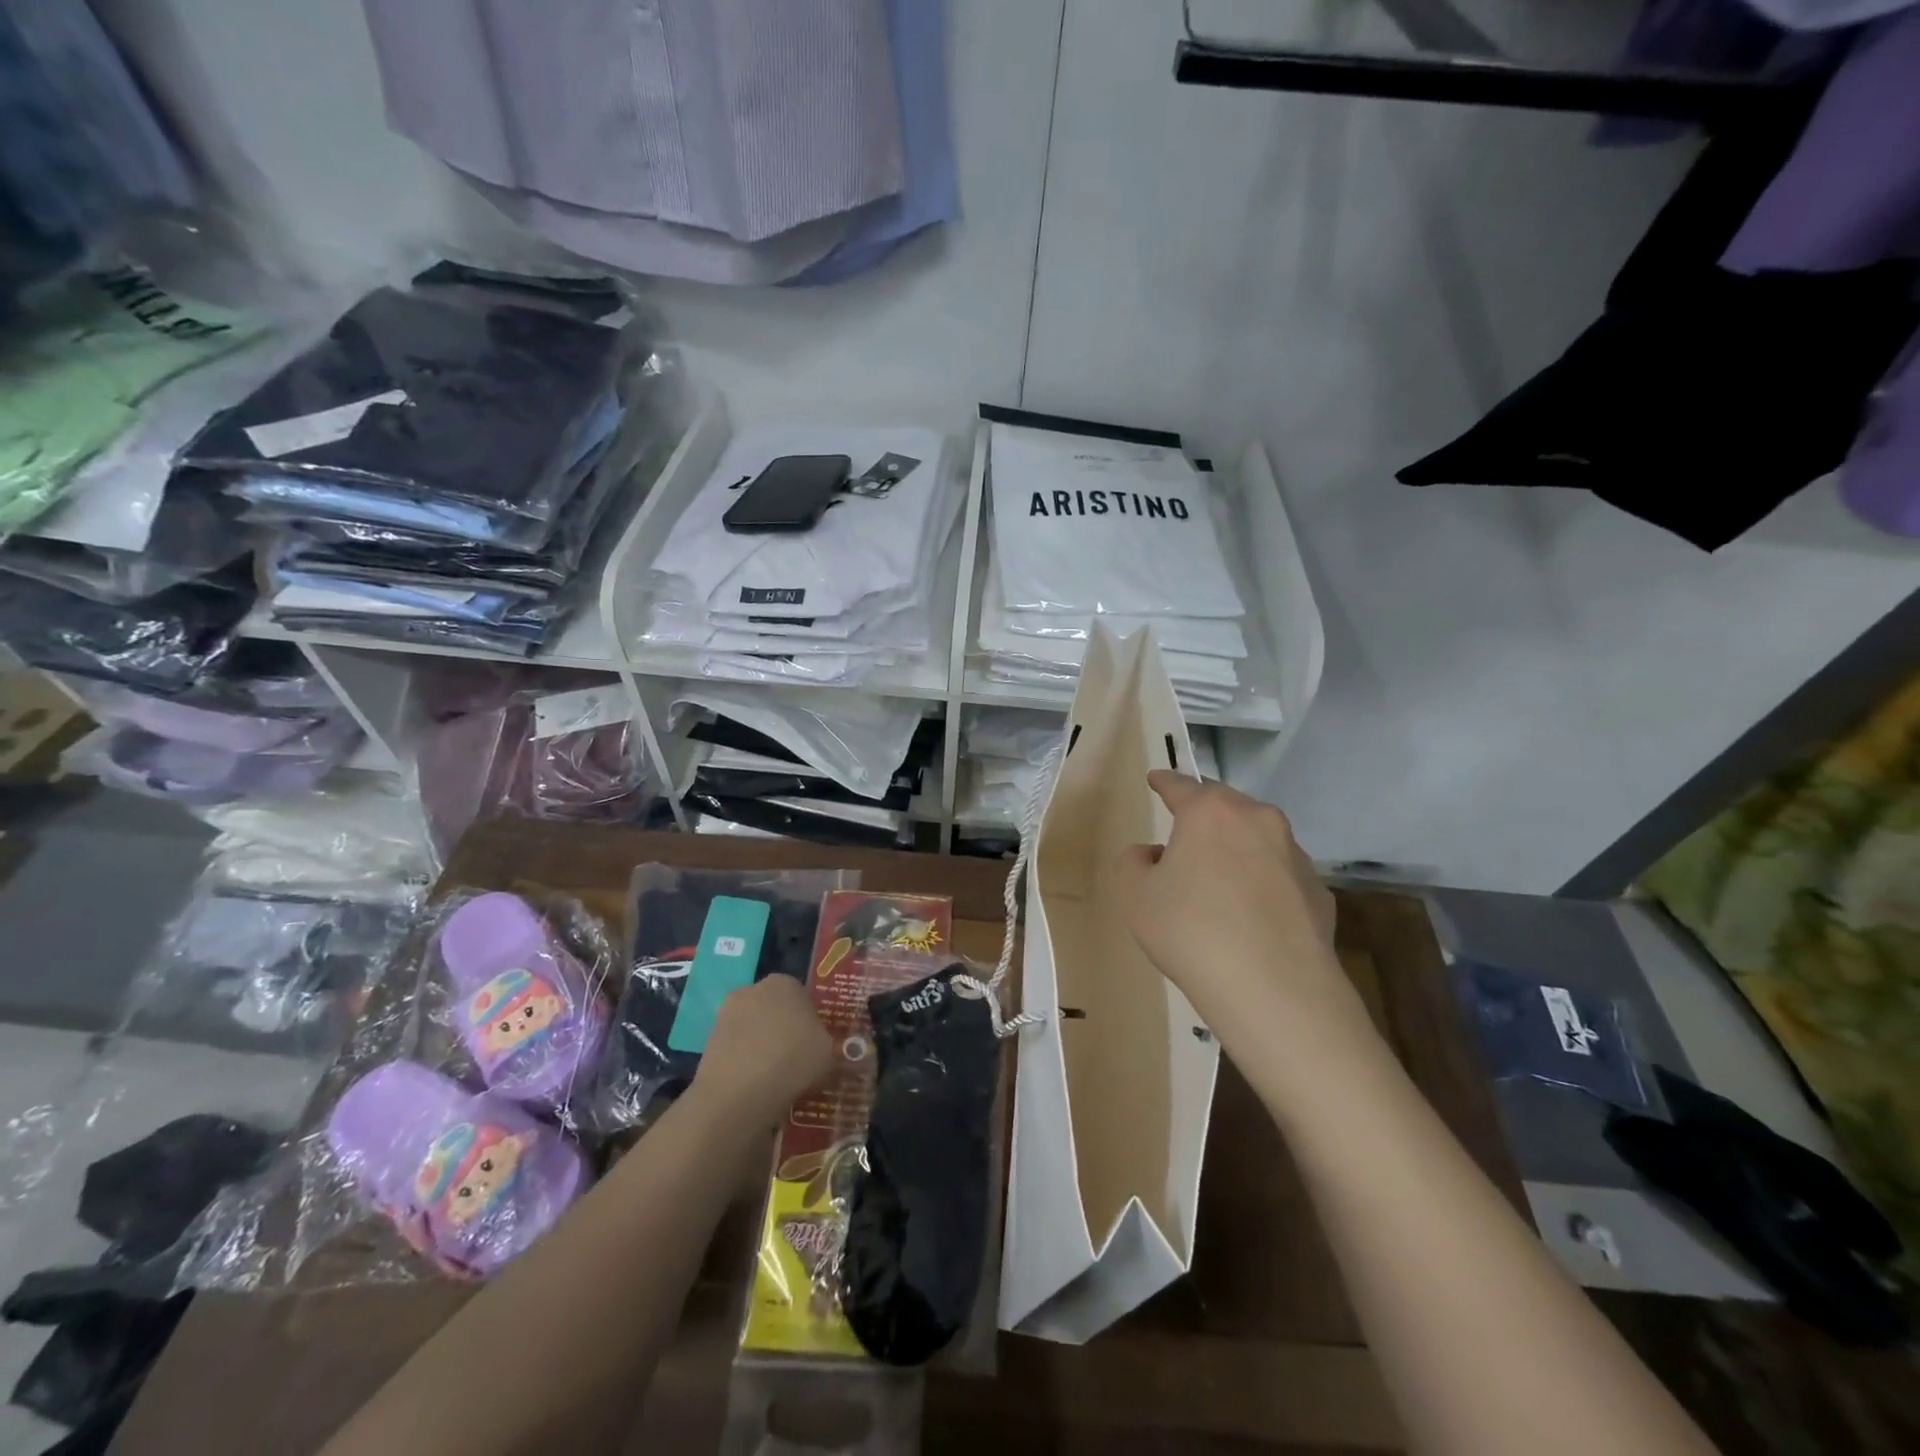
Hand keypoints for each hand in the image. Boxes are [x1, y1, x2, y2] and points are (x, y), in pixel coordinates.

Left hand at [691, 975, 833, 1122]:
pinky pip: (737, 1049)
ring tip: (775, 1076)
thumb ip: (824, 1040)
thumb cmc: (792, 1060)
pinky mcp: (708, 1041)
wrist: (739, 1092)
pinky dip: (745, 1062)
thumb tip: (818, 1045)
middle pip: (774, 1008)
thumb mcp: (827, 1050)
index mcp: (785, 982)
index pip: (802, 995)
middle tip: (795, 1057)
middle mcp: (753, 989)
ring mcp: (726, 1015)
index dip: (809, 1020)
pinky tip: (755, 1085)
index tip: (814, 1043)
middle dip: (783, 1028)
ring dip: (762, 1045)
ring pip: (753, 1029)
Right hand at [1117, 772, 1378, 1074]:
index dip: (1164, 781)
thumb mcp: (1135, 896)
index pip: (1180, 786)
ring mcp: (1295, 855)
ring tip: (1218, 883)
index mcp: (1211, 813)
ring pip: (1257, 839)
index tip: (1156, 778)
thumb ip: (1133, 863)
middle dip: (1204, 816)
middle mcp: (1258, 821)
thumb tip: (1152, 854)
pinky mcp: (1319, 892)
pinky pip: (1280, 876)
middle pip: (1225, 807)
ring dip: (1236, 849)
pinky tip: (1251, 918)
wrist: (1275, 992)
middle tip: (1184, 837)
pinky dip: (1263, 884)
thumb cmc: (1192, 932)